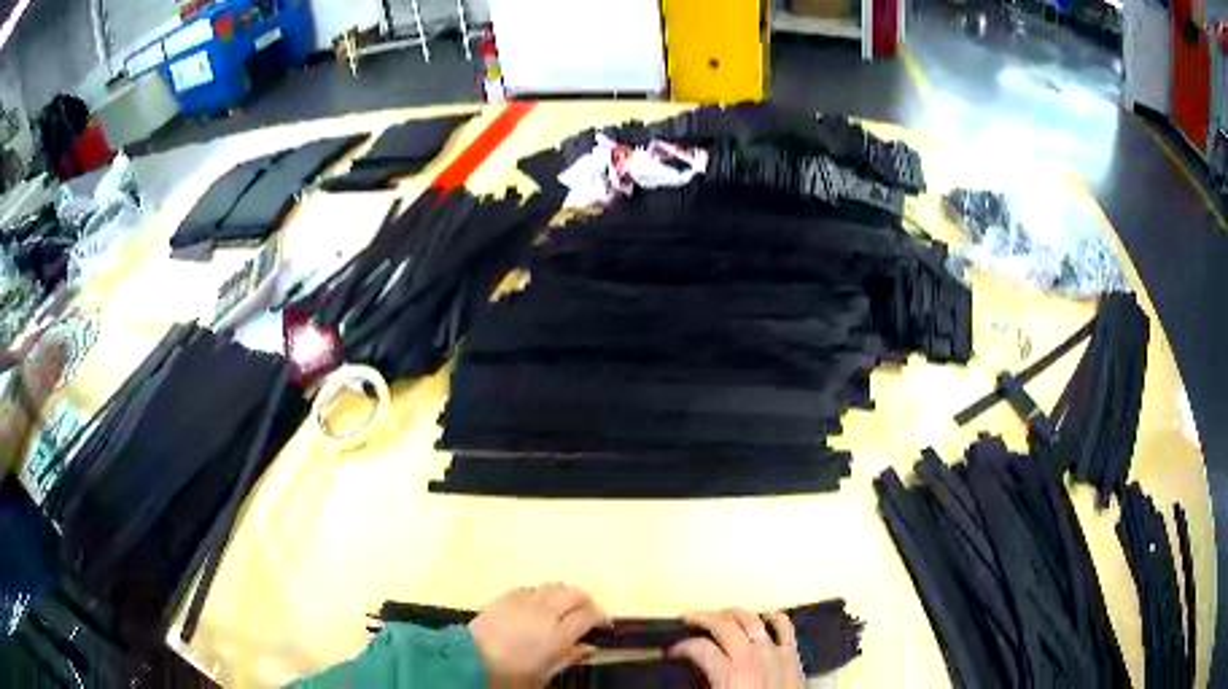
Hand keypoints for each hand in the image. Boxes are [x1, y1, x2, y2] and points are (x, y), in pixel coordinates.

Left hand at [468, 584, 607, 688]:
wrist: (468, 662)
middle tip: (585, 612)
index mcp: (557, 635)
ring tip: (560, 608)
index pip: (588, 615)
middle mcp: (544, 612)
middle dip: (584, 600)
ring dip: (561, 594)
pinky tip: (534, 605)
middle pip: (573, 593)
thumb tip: (588, 647)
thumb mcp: (544, 674)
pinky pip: (528, 588)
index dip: (599, 616)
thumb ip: (569, 657)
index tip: (603, 623)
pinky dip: (537, 594)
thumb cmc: (510, 675)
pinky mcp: (503, 597)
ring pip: (551, 586)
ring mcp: (522, 602)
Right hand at [668, 609, 803, 688]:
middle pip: (724, 626)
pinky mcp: (792, 654)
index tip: (673, 651)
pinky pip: (785, 627)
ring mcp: (774, 652)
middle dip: (703, 619)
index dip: (681, 647)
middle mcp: (752, 656)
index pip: (699, 648)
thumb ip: (705, 683)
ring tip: (722, 615)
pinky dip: (774, 617)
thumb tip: (697, 670)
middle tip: (690, 620)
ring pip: (752, 620)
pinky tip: (765, 615)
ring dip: (734, 614)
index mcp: (730, 673)